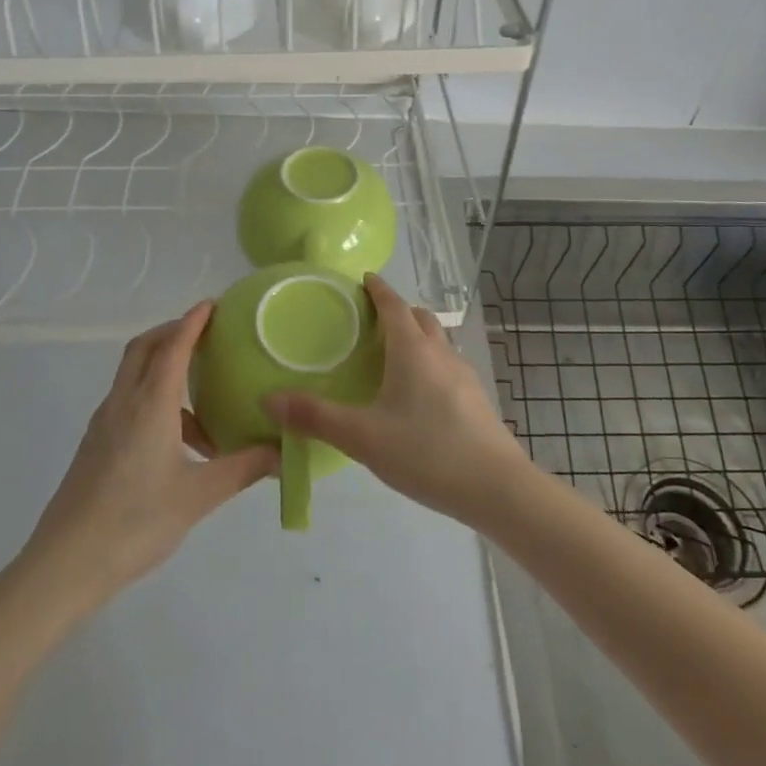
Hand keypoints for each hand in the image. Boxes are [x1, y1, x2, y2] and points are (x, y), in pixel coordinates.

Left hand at [4, 303, 276, 615]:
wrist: (63, 566)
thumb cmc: (134, 523)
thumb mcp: (198, 496)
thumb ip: (243, 469)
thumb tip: (282, 452)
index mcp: (150, 404)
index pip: (173, 346)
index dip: (193, 321)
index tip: (214, 305)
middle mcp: (123, 403)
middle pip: (144, 348)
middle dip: (173, 332)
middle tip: (206, 336)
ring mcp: (103, 424)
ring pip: (133, 375)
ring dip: (163, 369)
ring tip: (201, 404)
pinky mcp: (94, 446)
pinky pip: (127, 402)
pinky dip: (152, 399)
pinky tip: (175, 441)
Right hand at [268, 274, 528, 526]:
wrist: (496, 487)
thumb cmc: (427, 452)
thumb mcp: (363, 437)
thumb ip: (316, 418)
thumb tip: (269, 398)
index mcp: (413, 350)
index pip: (393, 305)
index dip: (377, 289)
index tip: (363, 279)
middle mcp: (440, 352)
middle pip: (419, 317)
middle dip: (397, 310)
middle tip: (370, 321)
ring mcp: (463, 374)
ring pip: (437, 341)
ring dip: (416, 336)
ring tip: (391, 356)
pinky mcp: (476, 398)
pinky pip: (447, 365)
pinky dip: (429, 362)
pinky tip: (418, 395)